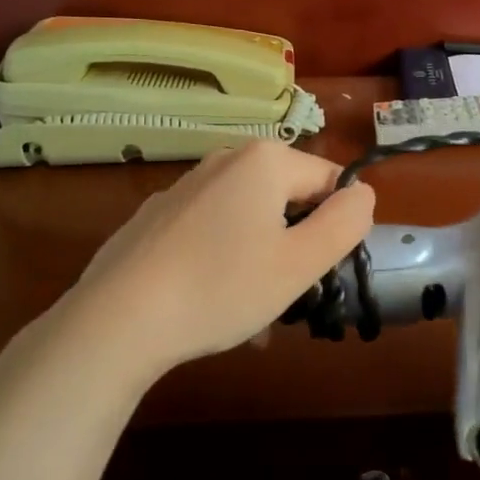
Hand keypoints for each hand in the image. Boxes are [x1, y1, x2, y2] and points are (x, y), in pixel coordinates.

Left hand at [49, 141, 374, 384]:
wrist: (117, 320)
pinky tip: (212, 302)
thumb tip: (362, 193)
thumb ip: (346, 222)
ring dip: (263, 256)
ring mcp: (184, 187)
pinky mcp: (155, 217)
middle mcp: (224, 160)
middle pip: (288, 197)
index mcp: (265, 161)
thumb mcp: (300, 263)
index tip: (321, 270)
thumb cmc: (222, 287)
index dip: (337, 226)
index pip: (330, 181)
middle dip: (298, 242)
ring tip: (252, 309)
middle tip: (289, 292)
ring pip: (249, 218)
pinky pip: (210, 230)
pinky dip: (224, 259)